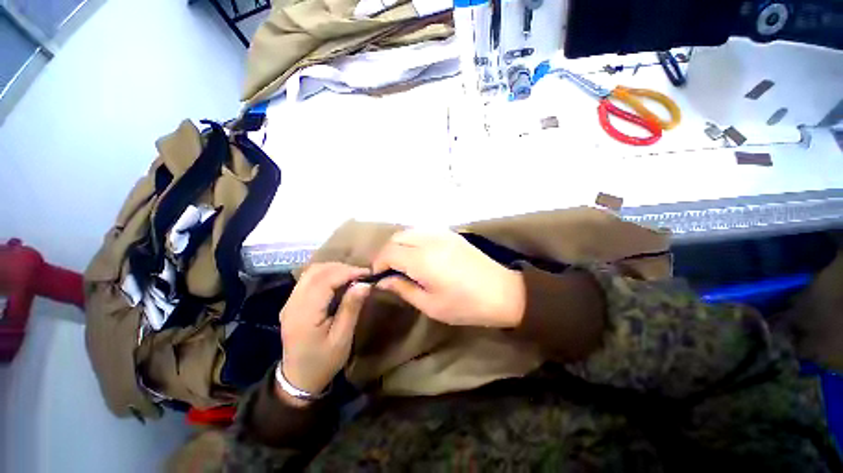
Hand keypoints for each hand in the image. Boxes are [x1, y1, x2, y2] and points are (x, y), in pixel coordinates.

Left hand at [278, 263, 370, 405]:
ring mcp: (289, 302)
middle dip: (342, 268)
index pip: (325, 280)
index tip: (368, 273)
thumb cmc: (323, 361)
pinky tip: (339, 281)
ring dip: (334, 269)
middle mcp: (293, 303)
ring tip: (353, 276)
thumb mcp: (342, 338)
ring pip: (311, 272)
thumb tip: (365, 284)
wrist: (298, 379)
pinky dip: (326, 274)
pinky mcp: (292, 303)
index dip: (347, 272)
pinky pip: (309, 279)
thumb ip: (351, 308)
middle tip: (362, 274)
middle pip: (316, 271)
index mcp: (304, 314)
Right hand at [372, 229, 525, 327]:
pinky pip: (423, 231)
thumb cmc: (466, 305)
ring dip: (400, 245)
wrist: (504, 291)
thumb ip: (403, 289)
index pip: (389, 252)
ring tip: (404, 263)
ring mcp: (442, 233)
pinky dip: (414, 240)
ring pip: (409, 231)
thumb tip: (383, 281)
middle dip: (387, 253)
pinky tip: (420, 255)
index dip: (379, 264)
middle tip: (390, 271)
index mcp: (423, 259)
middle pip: (397, 237)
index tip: (380, 277)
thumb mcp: (431, 305)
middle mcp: (430, 240)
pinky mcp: (451, 233)